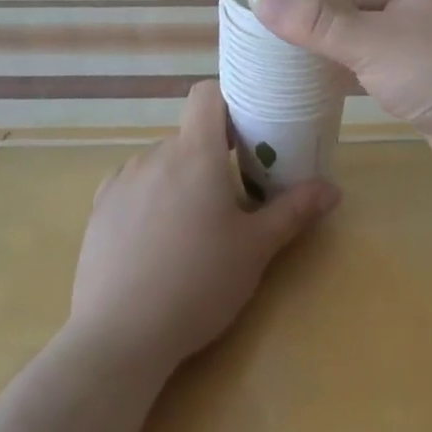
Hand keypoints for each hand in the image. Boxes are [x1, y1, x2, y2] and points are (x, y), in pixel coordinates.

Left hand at [69, 80, 339, 373]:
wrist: (119, 337)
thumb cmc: (198, 283)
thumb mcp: (256, 249)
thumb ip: (294, 211)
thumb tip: (333, 189)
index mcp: (195, 153)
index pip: (206, 94)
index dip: (228, 101)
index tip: (246, 131)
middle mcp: (155, 155)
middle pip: (189, 136)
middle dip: (211, 155)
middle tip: (231, 196)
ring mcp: (121, 181)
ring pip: (160, 162)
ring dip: (180, 178)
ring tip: (192, 227)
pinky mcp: (99, 209)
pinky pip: (132, 186)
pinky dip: (149, 198)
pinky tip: (155, 240)